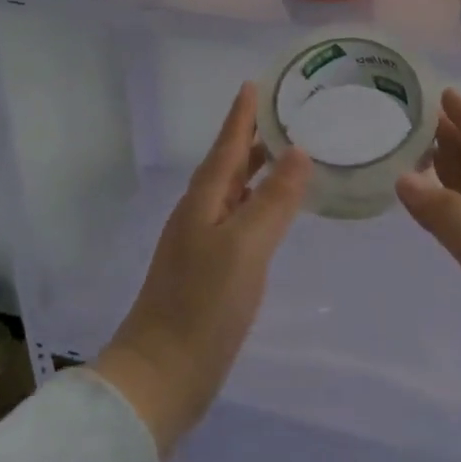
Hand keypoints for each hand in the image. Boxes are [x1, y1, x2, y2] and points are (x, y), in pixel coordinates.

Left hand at [94, 82, 309, 456]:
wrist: (161, 377)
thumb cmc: (202, 306)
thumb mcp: (245, 247)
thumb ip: (274, 199)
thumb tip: (299, 151)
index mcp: (204, 200)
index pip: (228, 145)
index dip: (242, 115)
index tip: (255, 84)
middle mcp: (201, 213)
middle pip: (230, 164)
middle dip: (253, 137)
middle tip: (286, 114)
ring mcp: (203, 243)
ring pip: (235, 191)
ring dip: (258, 169)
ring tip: (288, 153)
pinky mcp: (211, 270)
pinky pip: (239, 219)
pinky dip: (259, 203)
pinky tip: (275, 212)